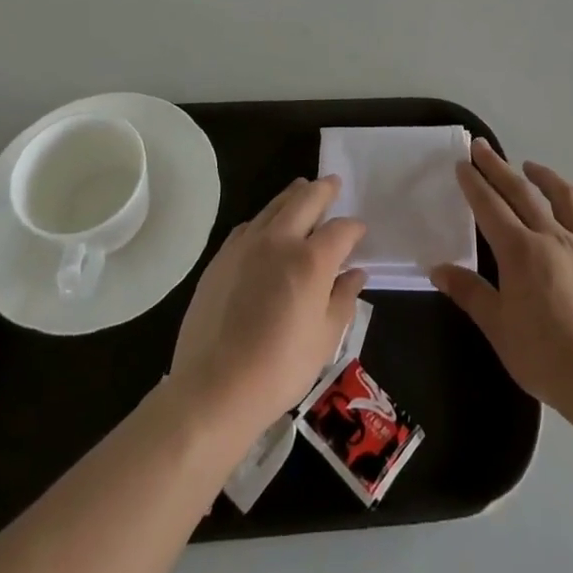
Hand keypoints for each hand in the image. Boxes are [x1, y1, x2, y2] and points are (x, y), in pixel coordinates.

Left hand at [169, 176, 367, 440]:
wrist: (213, 389)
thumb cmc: (279, 369)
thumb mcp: (325, 339)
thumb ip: (343, 299)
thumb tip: (356, 273)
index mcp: (311, 260)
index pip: (341, 229)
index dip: (354, 228)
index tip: (359, 233)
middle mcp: (280, 240)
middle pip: (306, 199)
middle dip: (324, 189)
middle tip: (333, 183)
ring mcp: (246, 245)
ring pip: (274, 205)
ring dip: (293, 195)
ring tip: (302, 190)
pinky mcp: (221, 258)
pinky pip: (249, 225)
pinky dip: (265, 218)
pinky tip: (267, 227)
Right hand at [431, 140, 572, 421]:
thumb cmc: (544, 355)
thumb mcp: (498, 328)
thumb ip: (470, 293)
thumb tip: (438, 269)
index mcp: (519, 251)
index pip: (490, 206)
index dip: (475, 183)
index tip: (464, 162)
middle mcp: (550, 237)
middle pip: (521, 192)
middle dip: (498, 167)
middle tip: (483, 147)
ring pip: (563, 196)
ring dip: (543, 176)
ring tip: (530, 167)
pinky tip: (572, 213)